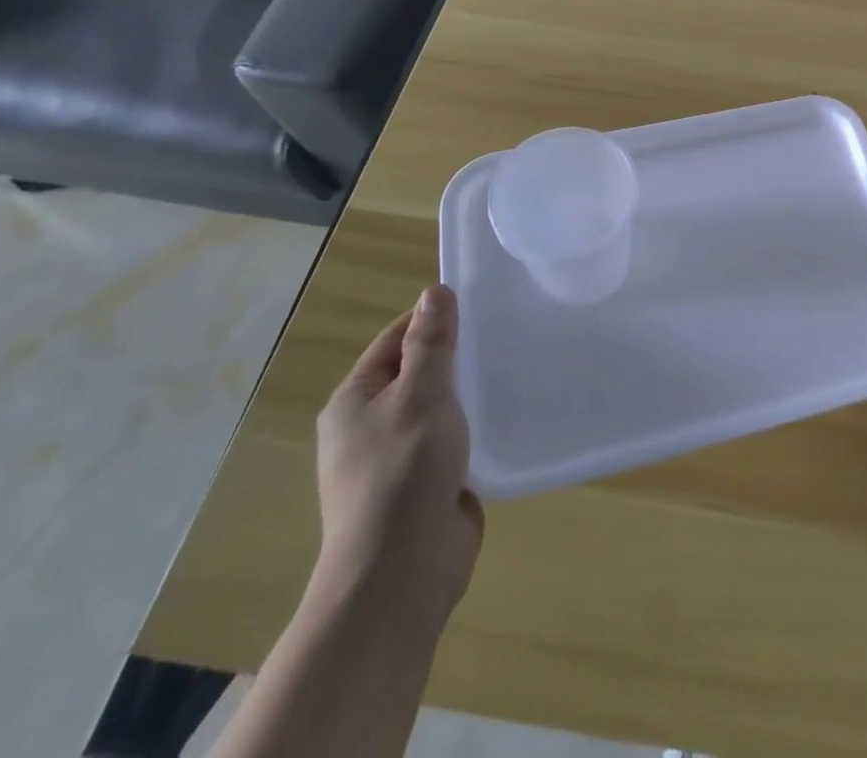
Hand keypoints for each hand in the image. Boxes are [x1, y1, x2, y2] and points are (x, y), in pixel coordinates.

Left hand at [313, 284, 482, 630]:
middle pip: (417, 373)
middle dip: (457, 355)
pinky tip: (509, 413)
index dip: (432, 319)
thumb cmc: (404, 471)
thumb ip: (431, 344)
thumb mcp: (421, 395)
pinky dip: (476, 425)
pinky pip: (453, 440)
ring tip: (514, 367)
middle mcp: (369, 427)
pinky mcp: (426, 485)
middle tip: (504, 333)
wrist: (402, 573)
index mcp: (353, 402)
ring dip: (469, 392)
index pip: (395, 340)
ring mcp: (397, 459)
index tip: (479, 303)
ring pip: (439, 408)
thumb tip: (434, 292)